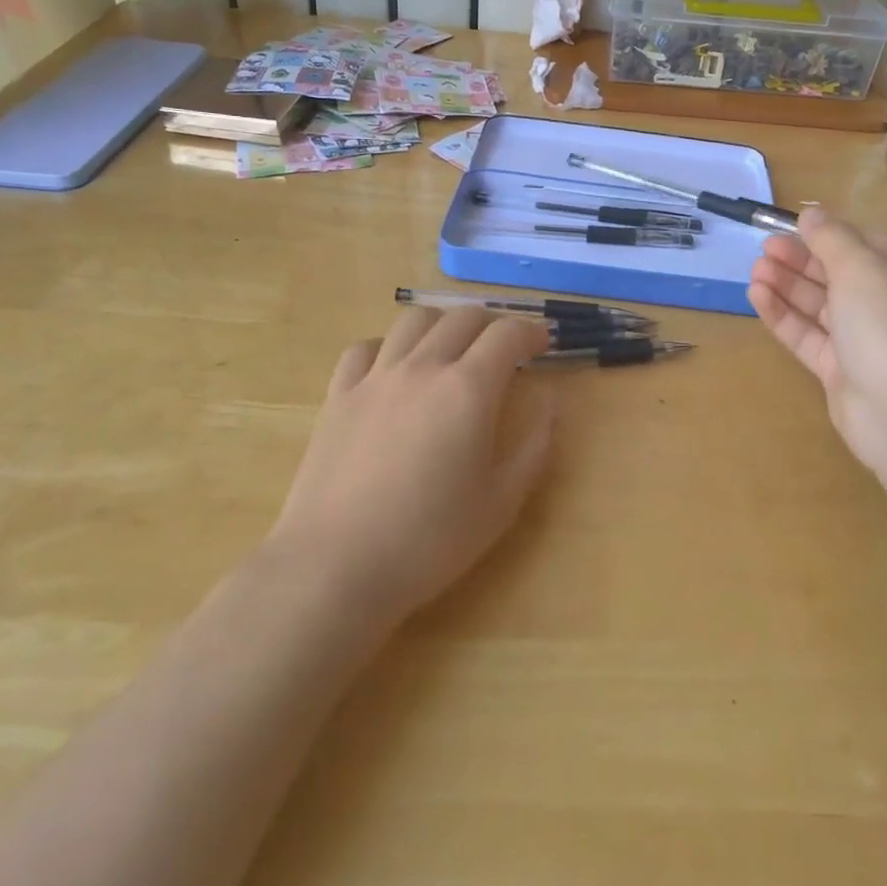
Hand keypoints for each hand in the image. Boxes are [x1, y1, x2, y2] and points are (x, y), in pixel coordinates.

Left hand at [269, 309, 554, 626]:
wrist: (334, 567)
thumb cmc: (428, 541)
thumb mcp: (501, 503)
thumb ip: (534, 447)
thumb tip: (552, 404)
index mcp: (468, 389)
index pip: (507, 335)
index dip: (531, 331)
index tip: (543, 343)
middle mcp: (423, 367)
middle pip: (462, 317)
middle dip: (492, 323)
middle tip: (504, 347)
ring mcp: (376, 377)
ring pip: (413, 321)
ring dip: (442, 323)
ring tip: (451, 347)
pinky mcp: (338, 395)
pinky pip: (364, 348)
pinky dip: (388, 346)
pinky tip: (393, 368)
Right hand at [748, 207, 886, 471]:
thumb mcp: (861, 267)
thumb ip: (831, 238)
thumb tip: (811, 214)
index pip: (866, 245)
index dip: (829, 234)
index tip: (792, 226)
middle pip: (839, 274)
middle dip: (801, 260)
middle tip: (764, 249)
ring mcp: (866, 342)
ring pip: (820, 306)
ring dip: (787, 286)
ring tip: (755, 271)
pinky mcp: (841, 371)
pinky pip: (808, 336)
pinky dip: (784, 315)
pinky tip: (758, 297)